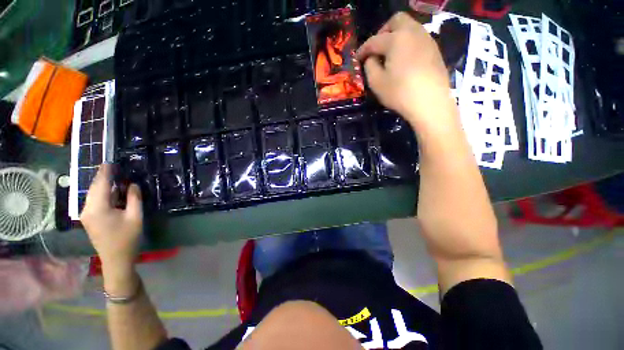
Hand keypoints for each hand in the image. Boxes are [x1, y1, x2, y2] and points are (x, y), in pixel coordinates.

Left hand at [81, 164, 142, 274]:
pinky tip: (109, 191)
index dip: (105, 172)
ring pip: (92, 194)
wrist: (116, 259)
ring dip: (101, 185)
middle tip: (112, 167)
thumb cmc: (127, 238)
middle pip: (94, 188)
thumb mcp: (135, 217)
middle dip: (102, 177)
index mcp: (98, 208)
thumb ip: (133, 198)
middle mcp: (87, 209)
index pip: (101, 185)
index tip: (109, 161)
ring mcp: (86, 215)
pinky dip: (101, 193)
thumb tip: (132, 184)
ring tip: (112, 176)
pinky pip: (93, 201)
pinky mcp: (88, 219)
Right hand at [356, 12, 458, 131]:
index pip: (374, 40)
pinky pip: (418, 39)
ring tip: (389, 56)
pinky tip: (404, 61)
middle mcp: (413, 32)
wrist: (430, 103)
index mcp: (396, 39)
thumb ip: (370, 66)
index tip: (357, 59)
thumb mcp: (376, 82)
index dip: (363, 49)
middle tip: (376, 49)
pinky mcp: (435, 50)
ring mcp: (427, 40)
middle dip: (383, 32)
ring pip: (409, 27)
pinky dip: (407, 44)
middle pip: (396, 20)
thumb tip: (371, 58)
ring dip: (396, 37)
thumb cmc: (400, 93)